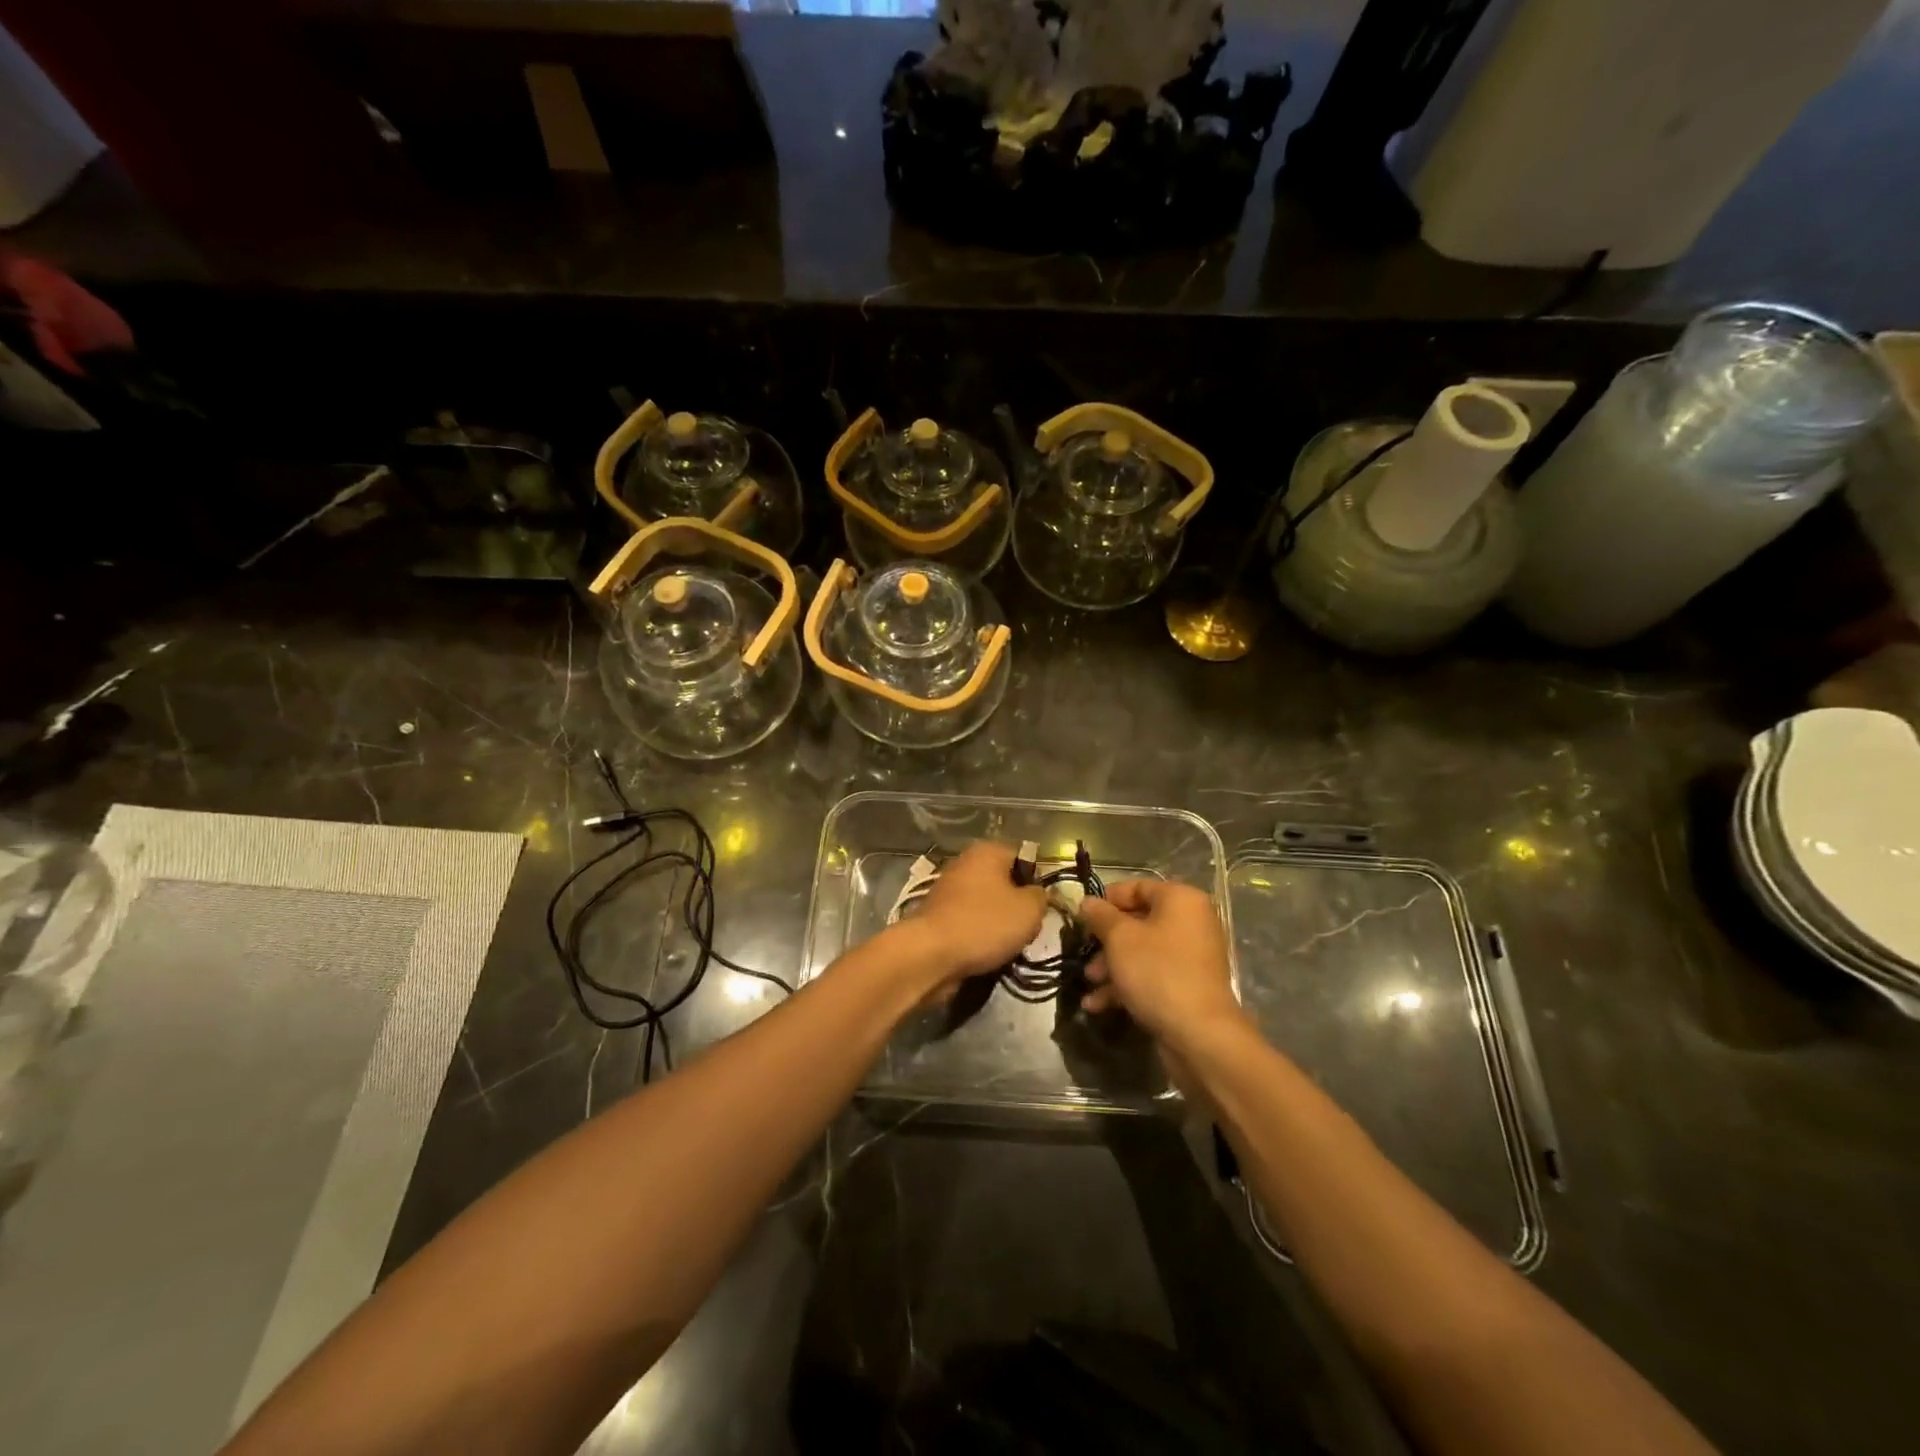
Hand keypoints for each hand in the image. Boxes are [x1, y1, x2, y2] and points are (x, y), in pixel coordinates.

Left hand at [893, 841, 1044, 994]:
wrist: (930, 955)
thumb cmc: (985, 924)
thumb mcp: (1029, 910)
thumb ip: (1041, 897)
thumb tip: (1037, 894)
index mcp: (987, 851)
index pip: (1023, 856)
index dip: (1037, 880)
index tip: (1041, 906)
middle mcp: (965, 862)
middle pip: (1004, 881)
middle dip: (1017, 905)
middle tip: (1027, 928)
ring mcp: (948, 888)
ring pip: (987, 903)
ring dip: (999, 923)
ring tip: (1007, 944)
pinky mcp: (938, 914)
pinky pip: (969, 920)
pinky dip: (979, 934)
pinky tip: (985, 952)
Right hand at [1076, 880, 1242, 1043]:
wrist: (1199, 1034)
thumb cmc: (1157, 972)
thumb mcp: (1119, 938)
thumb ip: (1100, 915)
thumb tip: (1087, 902)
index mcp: (1180, 900)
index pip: (1137, 887)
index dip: (1107, 900)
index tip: (1083, 917)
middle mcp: (1190, 922)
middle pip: (1138, 921)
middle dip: (1105, 940)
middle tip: (1084, 953)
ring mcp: (1190, 956)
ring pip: (1141, 951)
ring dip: (1111, 965)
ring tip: (1089, 982)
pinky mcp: (1187, 986)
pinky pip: (1151, 975)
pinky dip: (1126, 985)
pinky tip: (1097, 1004)